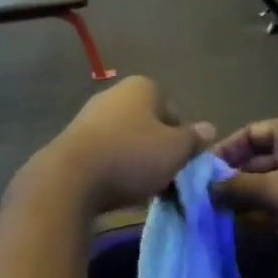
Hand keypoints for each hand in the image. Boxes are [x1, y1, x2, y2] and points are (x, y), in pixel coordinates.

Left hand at [35, 77, 214, 213]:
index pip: (174, 112)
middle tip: (164, 179)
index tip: (181, 163)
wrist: (69, 179)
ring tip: (141, 190)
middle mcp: (114, 94)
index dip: (182, 139)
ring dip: (136, 163)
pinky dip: (113, 170)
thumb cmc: (132, 156)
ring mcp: (89, 117)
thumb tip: (208, 129)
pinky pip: (104, 155)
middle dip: (158, 151)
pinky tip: (116, 190)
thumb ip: (194, 139)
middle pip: (149, 126)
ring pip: (126, 141)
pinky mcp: (71, 142)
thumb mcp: (176, 150)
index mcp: (143, 87)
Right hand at [210, 117, 277, 258]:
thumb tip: (205, 191)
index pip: (250, 132)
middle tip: (199, 197)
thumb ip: (237, 188)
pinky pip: (276, 206)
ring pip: (265, 186)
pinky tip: (234, 226)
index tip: (198, 172)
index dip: (225, 150)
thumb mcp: (277, 189)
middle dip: (230, 178)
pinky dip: (257, 214)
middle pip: (256, 159)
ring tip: (210, 214)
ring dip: (241, 199)